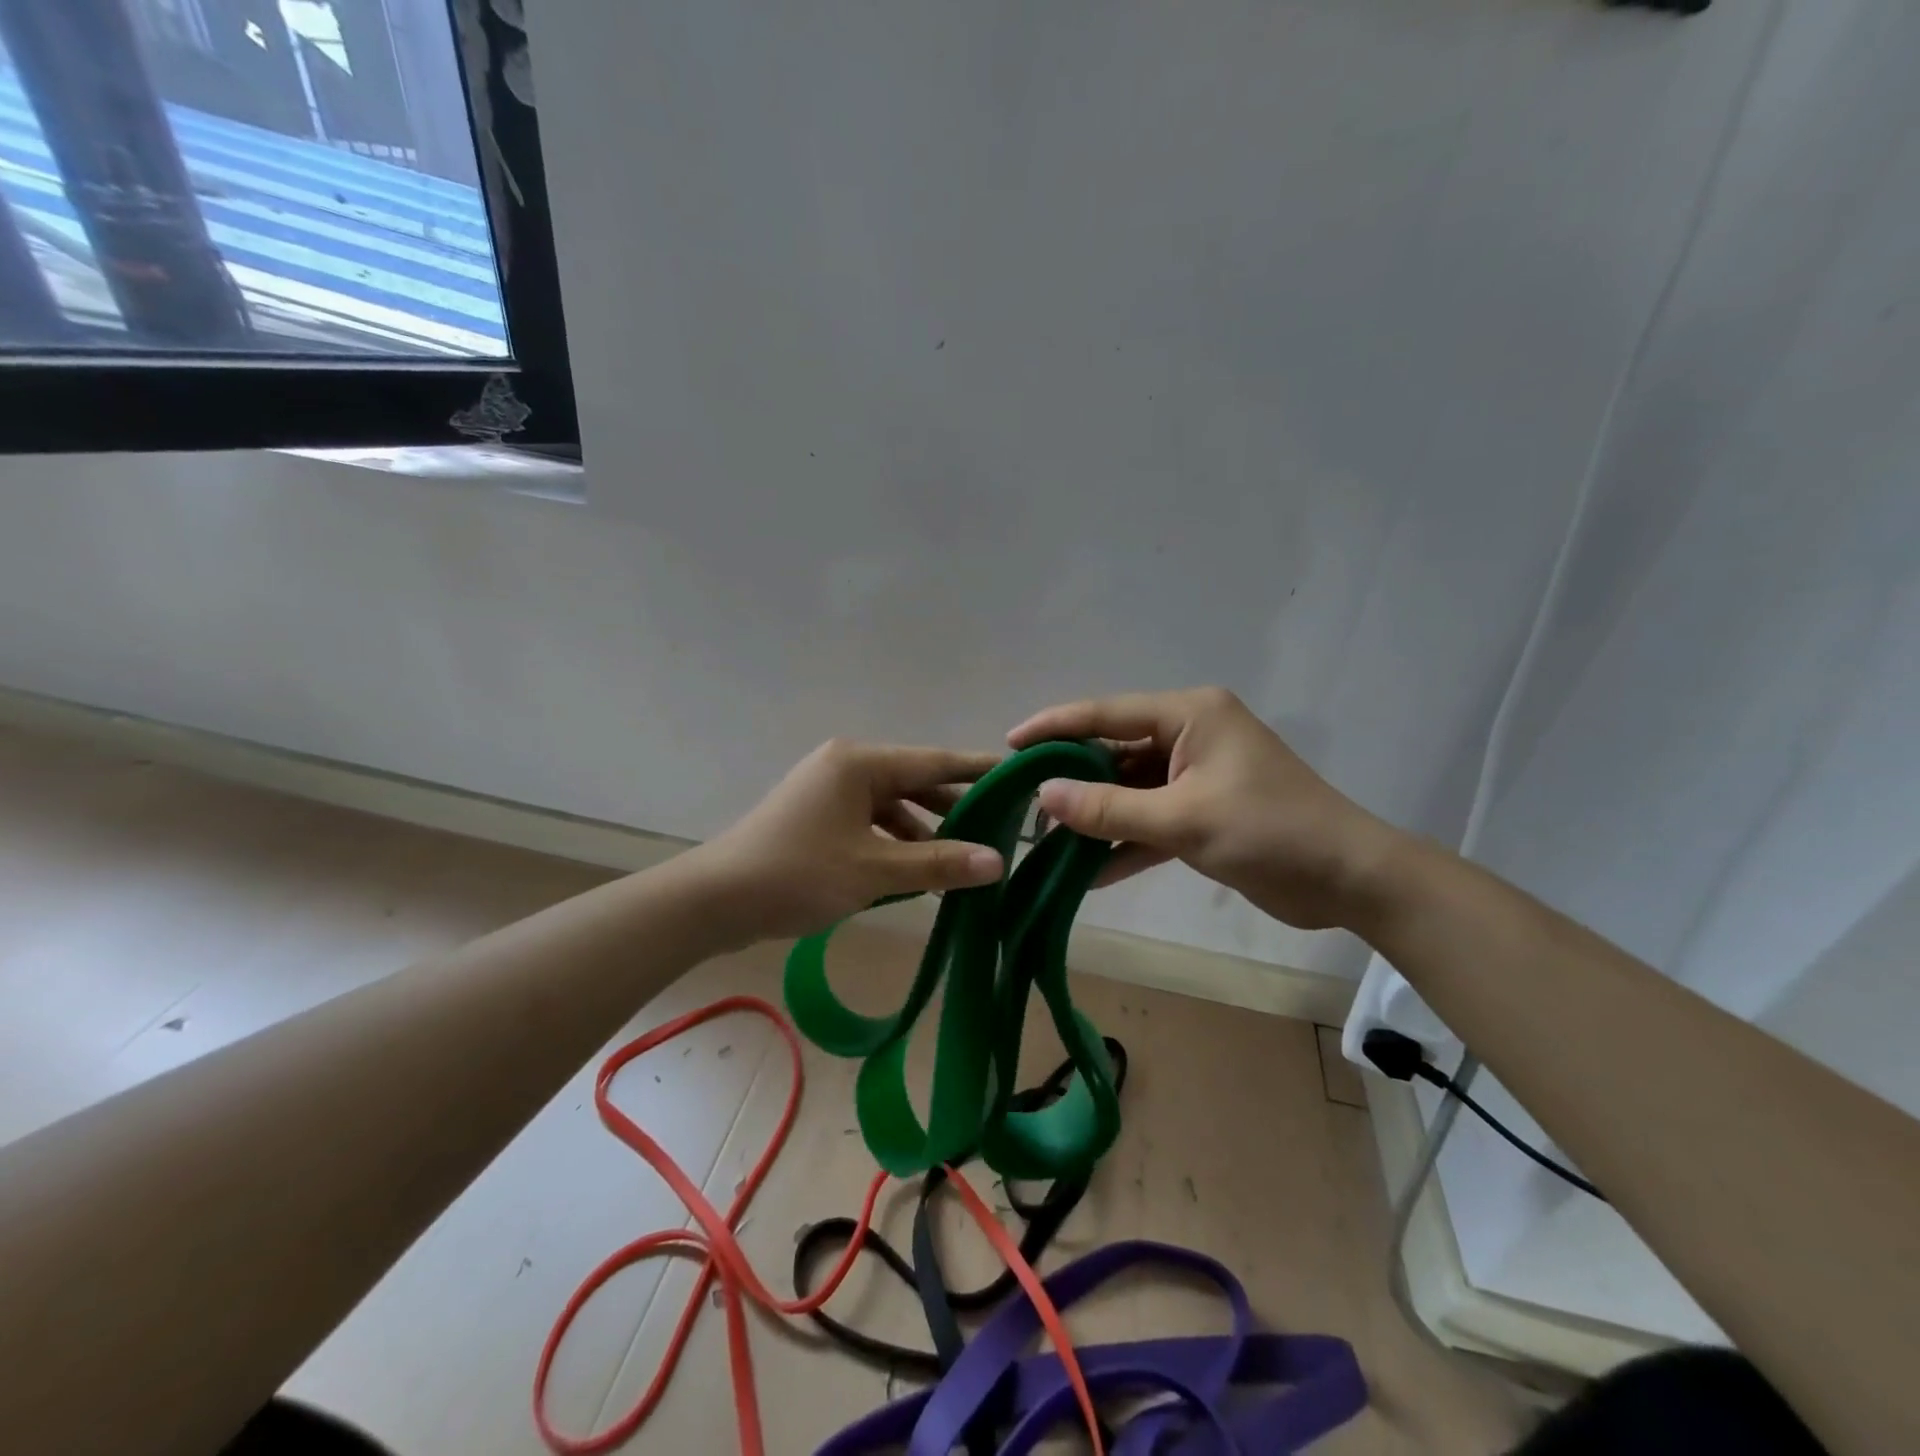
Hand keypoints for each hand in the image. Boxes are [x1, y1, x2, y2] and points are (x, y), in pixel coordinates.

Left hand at [693, 739, 1004, 942]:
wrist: (715, 901)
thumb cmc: (797, 874)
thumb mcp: (873, 870)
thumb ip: (937, 864)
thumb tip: (997, 862)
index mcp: (860, 763)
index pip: (934, 762)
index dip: (978, 771)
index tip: (1019, 776)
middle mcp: (847, 768)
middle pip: (915, 783)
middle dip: (954, 809)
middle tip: (1002, 828)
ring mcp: (829, 793)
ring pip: (893, 808)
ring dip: (925, 834)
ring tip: (966, 861)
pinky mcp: (819, 819)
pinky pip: (871, 825)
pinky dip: (896, 845)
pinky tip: (920, 874)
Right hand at [1008, 687, 1401, 929]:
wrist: (1350, 880)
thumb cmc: (1270, 831)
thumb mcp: (1183, 819)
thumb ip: (1109, 808)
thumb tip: (1043, 798)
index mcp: (1190, 714)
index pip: (1107, 713)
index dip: (1055, 727)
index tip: (1010, 744)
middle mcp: (1190, 736)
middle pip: (1114, 753)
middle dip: (1072, 781)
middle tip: (1022, 802)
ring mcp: (1196, 776)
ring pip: (1129, 791)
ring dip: (1095, 818)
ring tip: (1045, 841)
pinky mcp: (1202, 812)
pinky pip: (1150, 821)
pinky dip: (1124, 844)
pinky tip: (1086, 873)